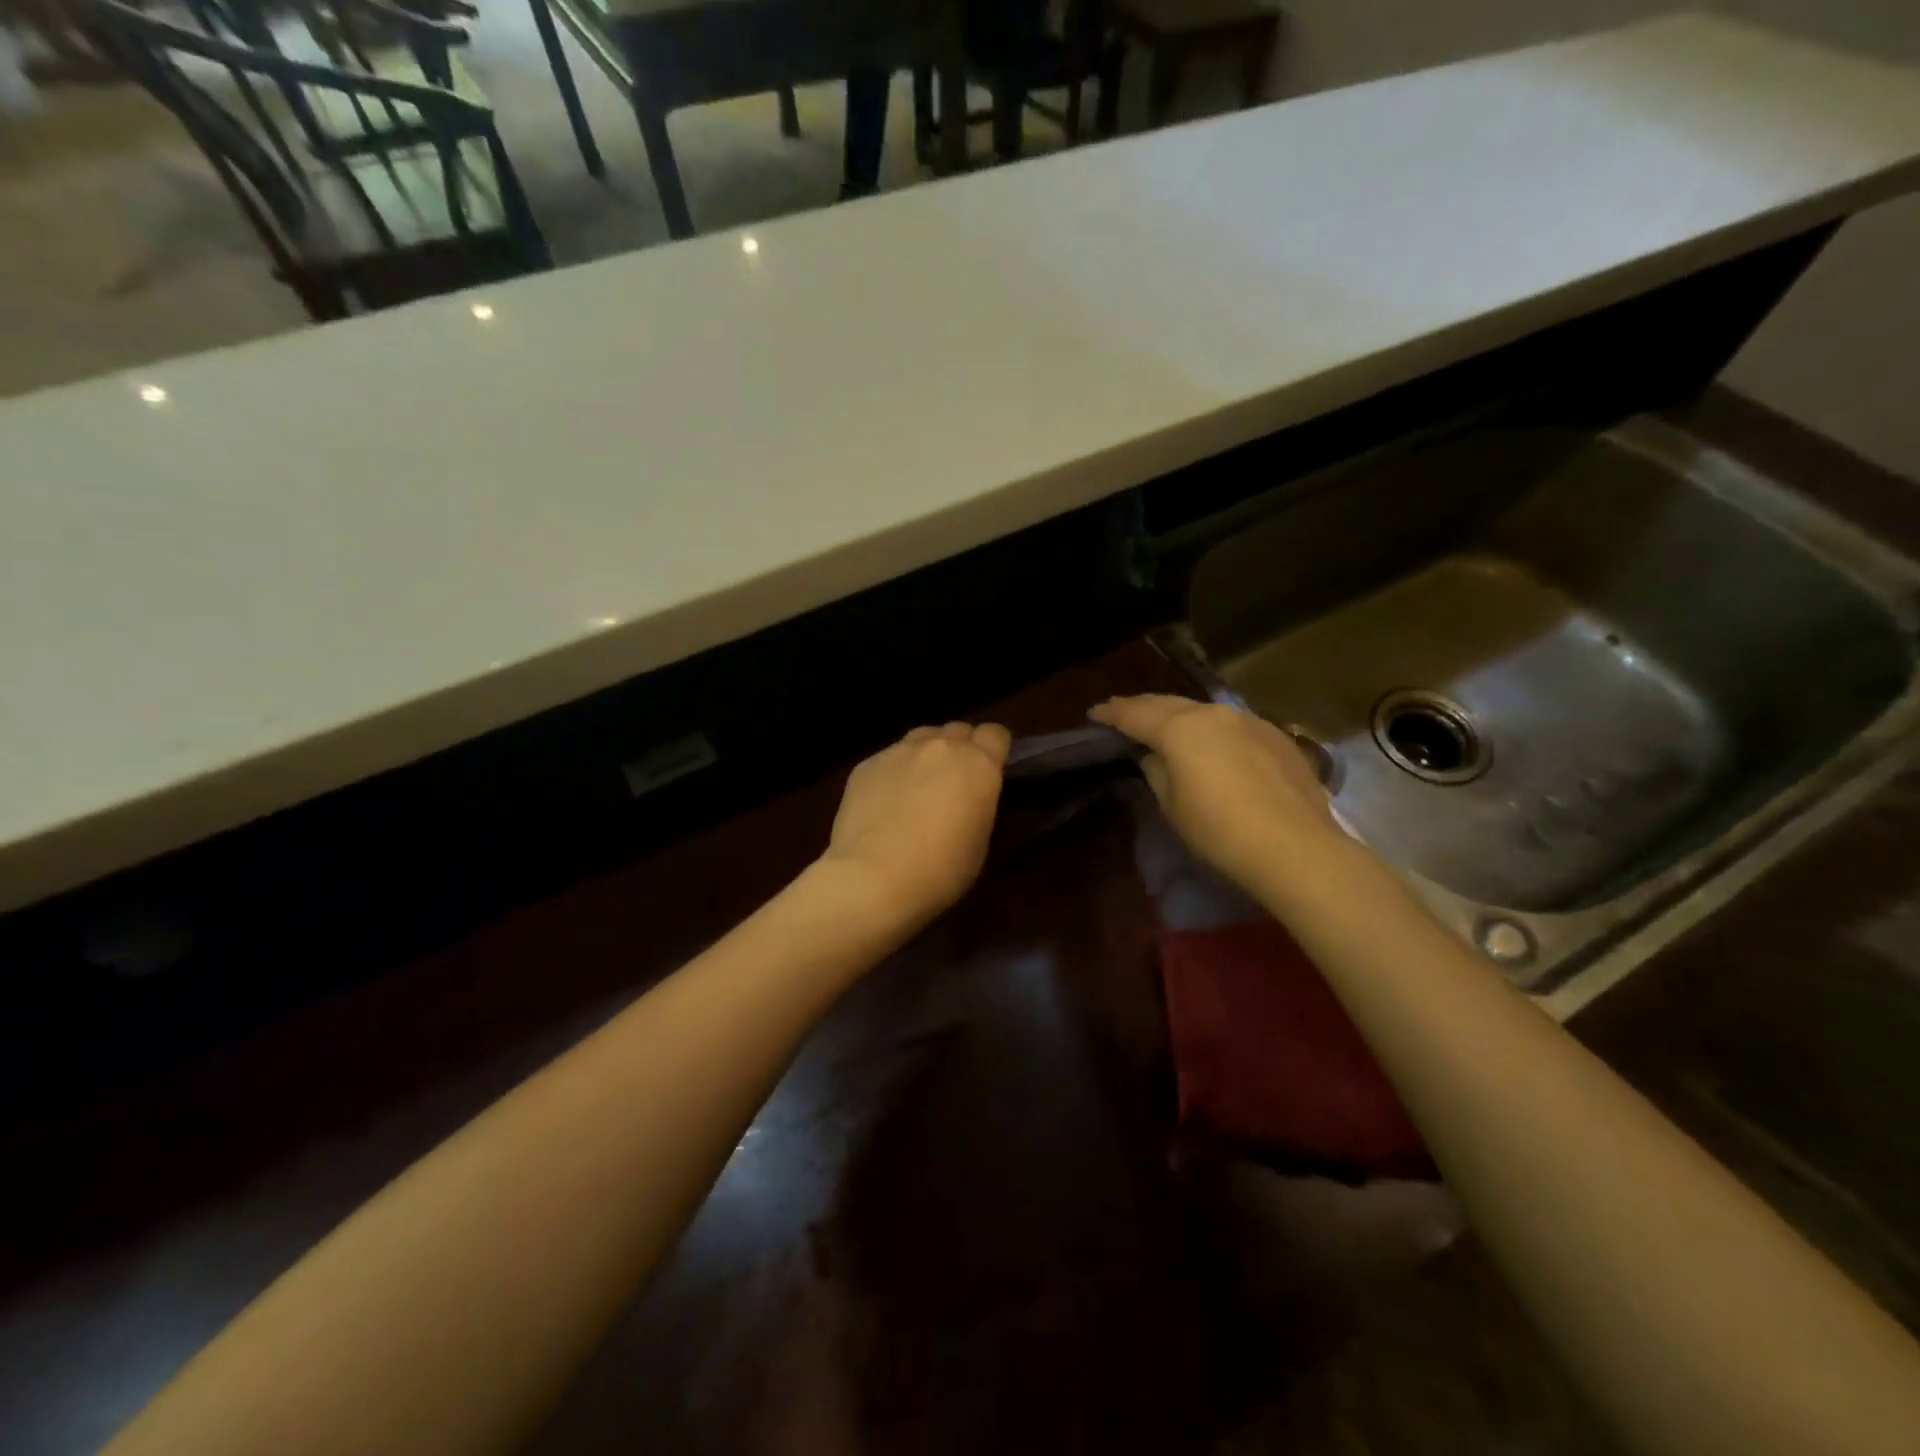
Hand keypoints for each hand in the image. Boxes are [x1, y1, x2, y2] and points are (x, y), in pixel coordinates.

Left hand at [821, 721, 1011, 923]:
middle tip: (954, 783)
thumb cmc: (940, 870)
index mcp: (978, 764)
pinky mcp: (866, 764)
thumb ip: (979, 804)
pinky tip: (885, 804)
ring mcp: (899, 751)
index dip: (995, 751)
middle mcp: (940, 746)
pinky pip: (889, 758)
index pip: (996, 734)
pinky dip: (893, 773)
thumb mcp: (980, 841)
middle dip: (961, 749)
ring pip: (921, 738)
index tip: (990, 772)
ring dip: (927, 755)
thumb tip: (969, 798)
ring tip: (918, 788)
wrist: (873, 878)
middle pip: (958, 730)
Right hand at [1089, 695, 1339, 892]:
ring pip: (1204, 712)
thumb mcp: (1172, 805)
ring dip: (1179, 716)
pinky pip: (1232, 726)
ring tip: (1164, 727)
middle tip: (1122, 713)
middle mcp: (1215, 714)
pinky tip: (1211, 745)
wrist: (1296, 849)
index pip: (1135, 713)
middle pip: (1169, 704)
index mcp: (1181, 728)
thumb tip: (1154, 755)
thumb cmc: (1219, 832)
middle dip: (1142, 707)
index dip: (1111, 713)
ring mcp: (1250, 722)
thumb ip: (1157, 771)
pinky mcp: (1278, 738)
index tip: (1094, 714)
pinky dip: (1212, 730)